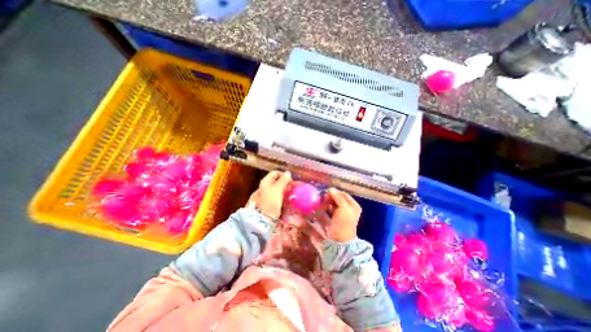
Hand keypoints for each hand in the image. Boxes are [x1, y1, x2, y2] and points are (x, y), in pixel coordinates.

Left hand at [245, 170, 289, 218]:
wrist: (262, 220)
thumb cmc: (270, 202)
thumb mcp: (277, 190)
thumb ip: (283, 181)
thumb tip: (288, 173)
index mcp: (265, 182)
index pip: (275, 173)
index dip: (283, 175)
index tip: (291, 180)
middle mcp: (265, 187)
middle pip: (276, 181)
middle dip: (286, 183)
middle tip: (293, 187)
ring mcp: (266, 196)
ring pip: (278, 190)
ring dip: (285, 190)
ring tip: (292, 194)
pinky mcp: (269, 203)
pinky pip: (278, 197)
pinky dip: (283, 197)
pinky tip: (288, 200)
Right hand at [323, 188, 359, 242]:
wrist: (340, 241)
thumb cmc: (344, 223)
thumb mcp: (343, 208)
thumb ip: (338, 197)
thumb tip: (331, 189)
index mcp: (353, 205)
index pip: (343, 194)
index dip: (335, 192)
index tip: (326, 192)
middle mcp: (349, 208)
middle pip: (338, 198)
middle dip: (330, 197)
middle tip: (323, 198)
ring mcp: (342, 213)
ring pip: (333, 203)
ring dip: (327, 202)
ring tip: (321, 204)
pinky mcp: (335, 218)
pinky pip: (330, 209)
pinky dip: (326, 207)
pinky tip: (322, 208)